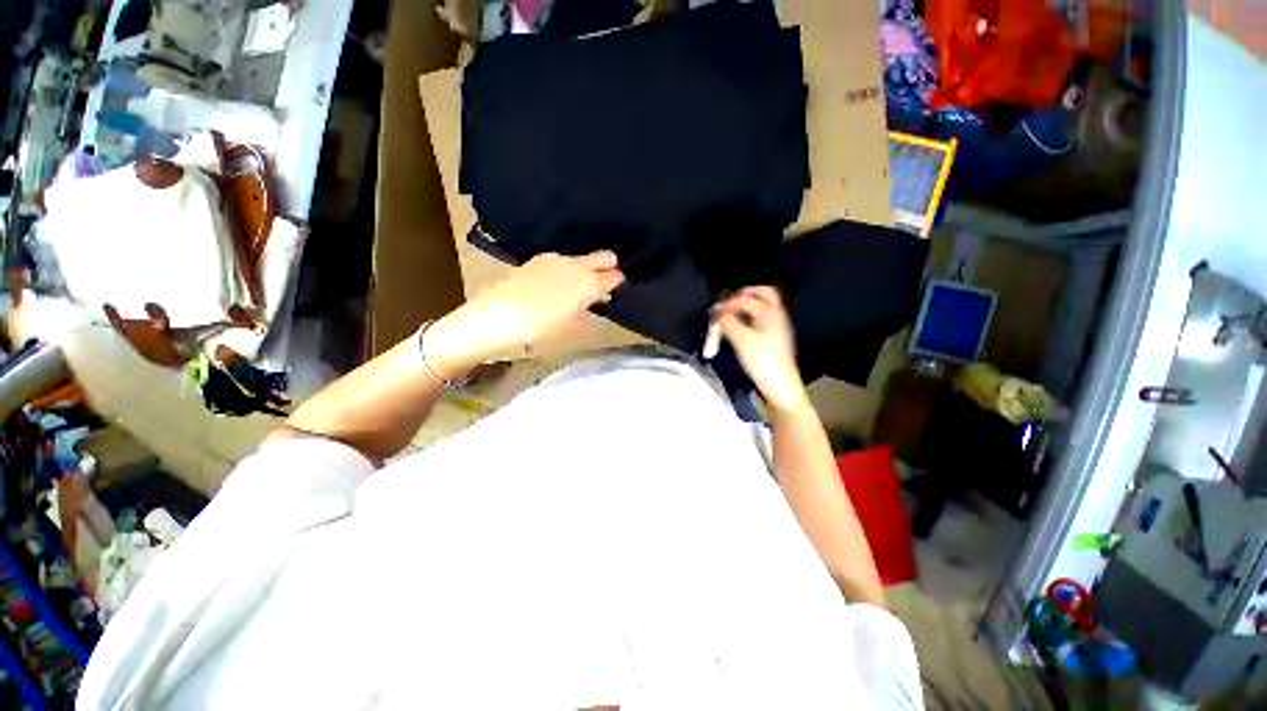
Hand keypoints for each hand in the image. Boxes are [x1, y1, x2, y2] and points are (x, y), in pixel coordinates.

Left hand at [423, 251, 624, 376]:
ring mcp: (554, 259)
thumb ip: (590, 311)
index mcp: (588, 283)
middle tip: (601, 288)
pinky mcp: (536, 259)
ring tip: (573, 292)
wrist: (492, 320)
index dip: (618, 285)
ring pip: (582, 259)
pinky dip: (565, 271)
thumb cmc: (538, 332)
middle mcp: (575, 264)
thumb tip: (598, 299)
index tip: (614, 295)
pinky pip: (562, 262)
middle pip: (606, 256)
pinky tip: (553, 288)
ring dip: (585, 271)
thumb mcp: (572, 329)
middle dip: (609, 268)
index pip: (616, 275)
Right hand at [713, 286, 809, 412]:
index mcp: (770, 312)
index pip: (745, 299)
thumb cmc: (763, 361)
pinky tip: (737, 329)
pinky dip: (747, 319)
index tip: (713, 314)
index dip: (727, 304)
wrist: (780, 386)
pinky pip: (760, 320)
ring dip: (744, 308)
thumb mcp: (741, 339)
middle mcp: (776, 315)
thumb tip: (717, 313)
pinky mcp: (773, 339)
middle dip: (742, 295)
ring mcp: (776, 327)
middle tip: (727, 303)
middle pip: (762, 294)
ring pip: (761, 307)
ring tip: (728, 317)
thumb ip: (727, 322)